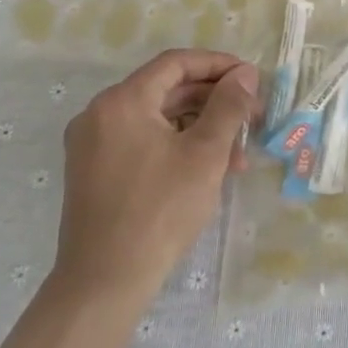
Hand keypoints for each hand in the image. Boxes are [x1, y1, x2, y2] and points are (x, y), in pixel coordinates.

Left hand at [52, 49, 259, 311]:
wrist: (104, 283)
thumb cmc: (160, 210)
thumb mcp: (206, 153)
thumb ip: (228, 106)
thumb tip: (245, 73)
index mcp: (122, 102)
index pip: (176, 64)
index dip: (219, 65)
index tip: (252, 79)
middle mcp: (100, 114)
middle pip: (168, 90)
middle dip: (215, 101)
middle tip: (254, 117)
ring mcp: (93, 145)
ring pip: (159, 118)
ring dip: (202, 127)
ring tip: (239, 153)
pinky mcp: (95, 171)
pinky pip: (144, 141)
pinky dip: (179, 145)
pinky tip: (210, 168)